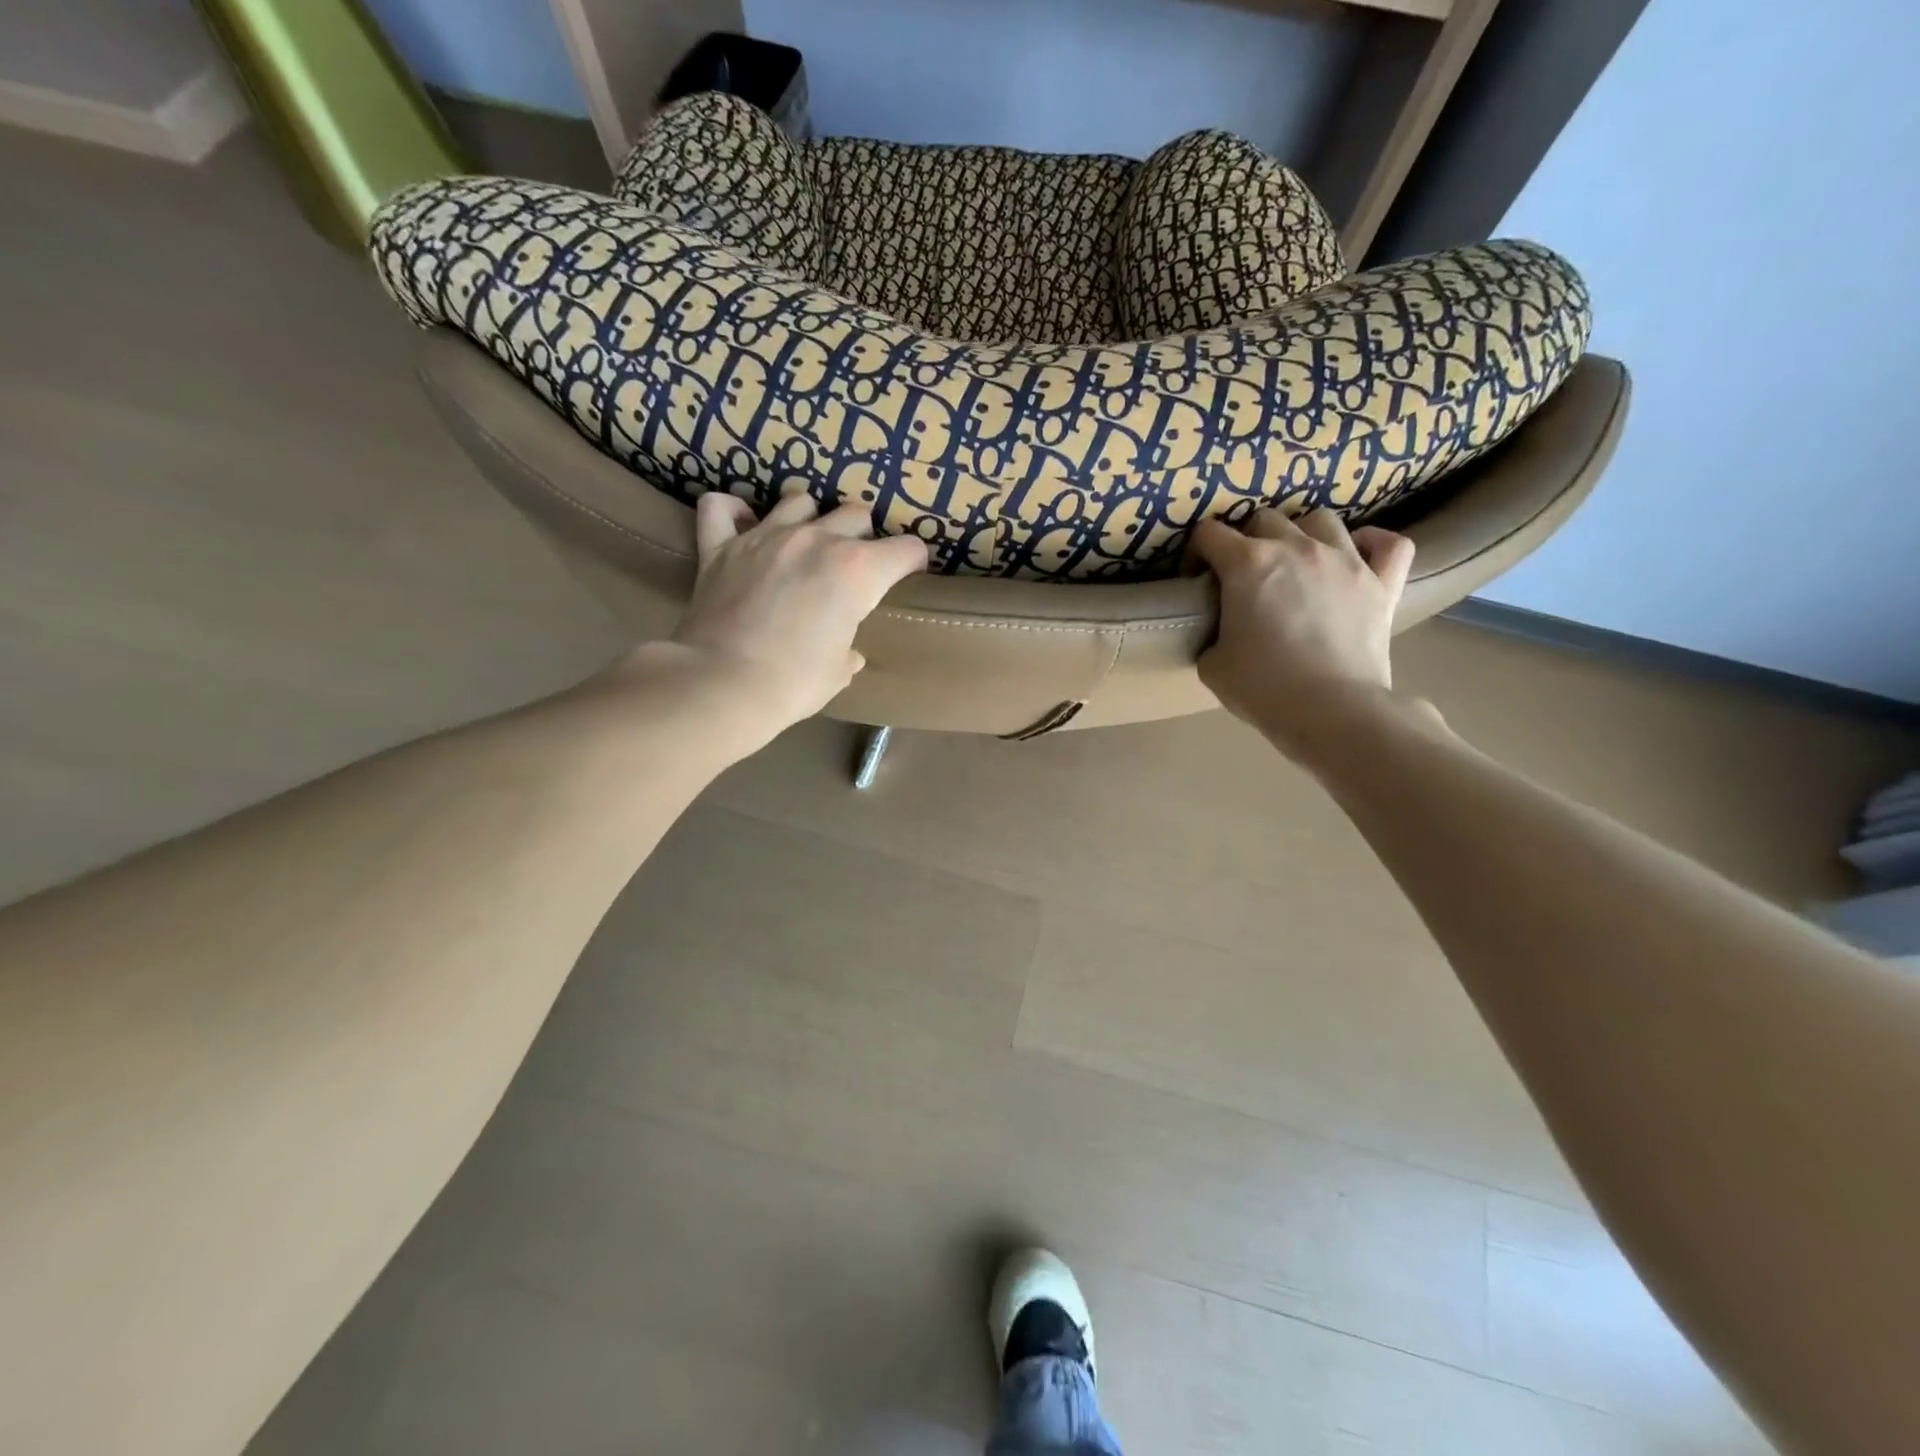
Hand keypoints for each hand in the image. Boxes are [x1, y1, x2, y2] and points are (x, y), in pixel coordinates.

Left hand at [667, 488, 928, 736]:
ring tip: (804, 543)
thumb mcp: (838, 672)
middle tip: (854, 565)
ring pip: (799, 500)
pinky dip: (734, 513)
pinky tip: (742, 525)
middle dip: (863, 536)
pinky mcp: (720, 545)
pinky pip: (722, 507)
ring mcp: (765, 536)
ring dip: (810, 518)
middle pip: (856, 514)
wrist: (723, 685)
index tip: (909, 574)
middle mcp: (817, 539)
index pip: (906, 549)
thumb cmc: (794, 684)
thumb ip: (848, 650)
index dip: (913, 562)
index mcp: (858, 570)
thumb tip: (848, 653)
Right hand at [1191, 508, 1414, 765]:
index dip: (1197, 552)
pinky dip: (1372, 543)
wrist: (1331, 710)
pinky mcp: (1383, 582)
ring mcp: (1346, 560)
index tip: (1198, 577)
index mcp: (1247, 564)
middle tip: (1245, 573)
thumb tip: (1223, 631)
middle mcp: (1296, 547)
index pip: (1210, 534)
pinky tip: (1358, 556)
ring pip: (1321, 520)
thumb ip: (1212, 635)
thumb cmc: (1263, 687)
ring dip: (1302, 533)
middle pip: (1265, 519)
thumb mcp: (1212, 665)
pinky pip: (1388, 543)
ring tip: (1298, 560)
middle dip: (1247, 539)